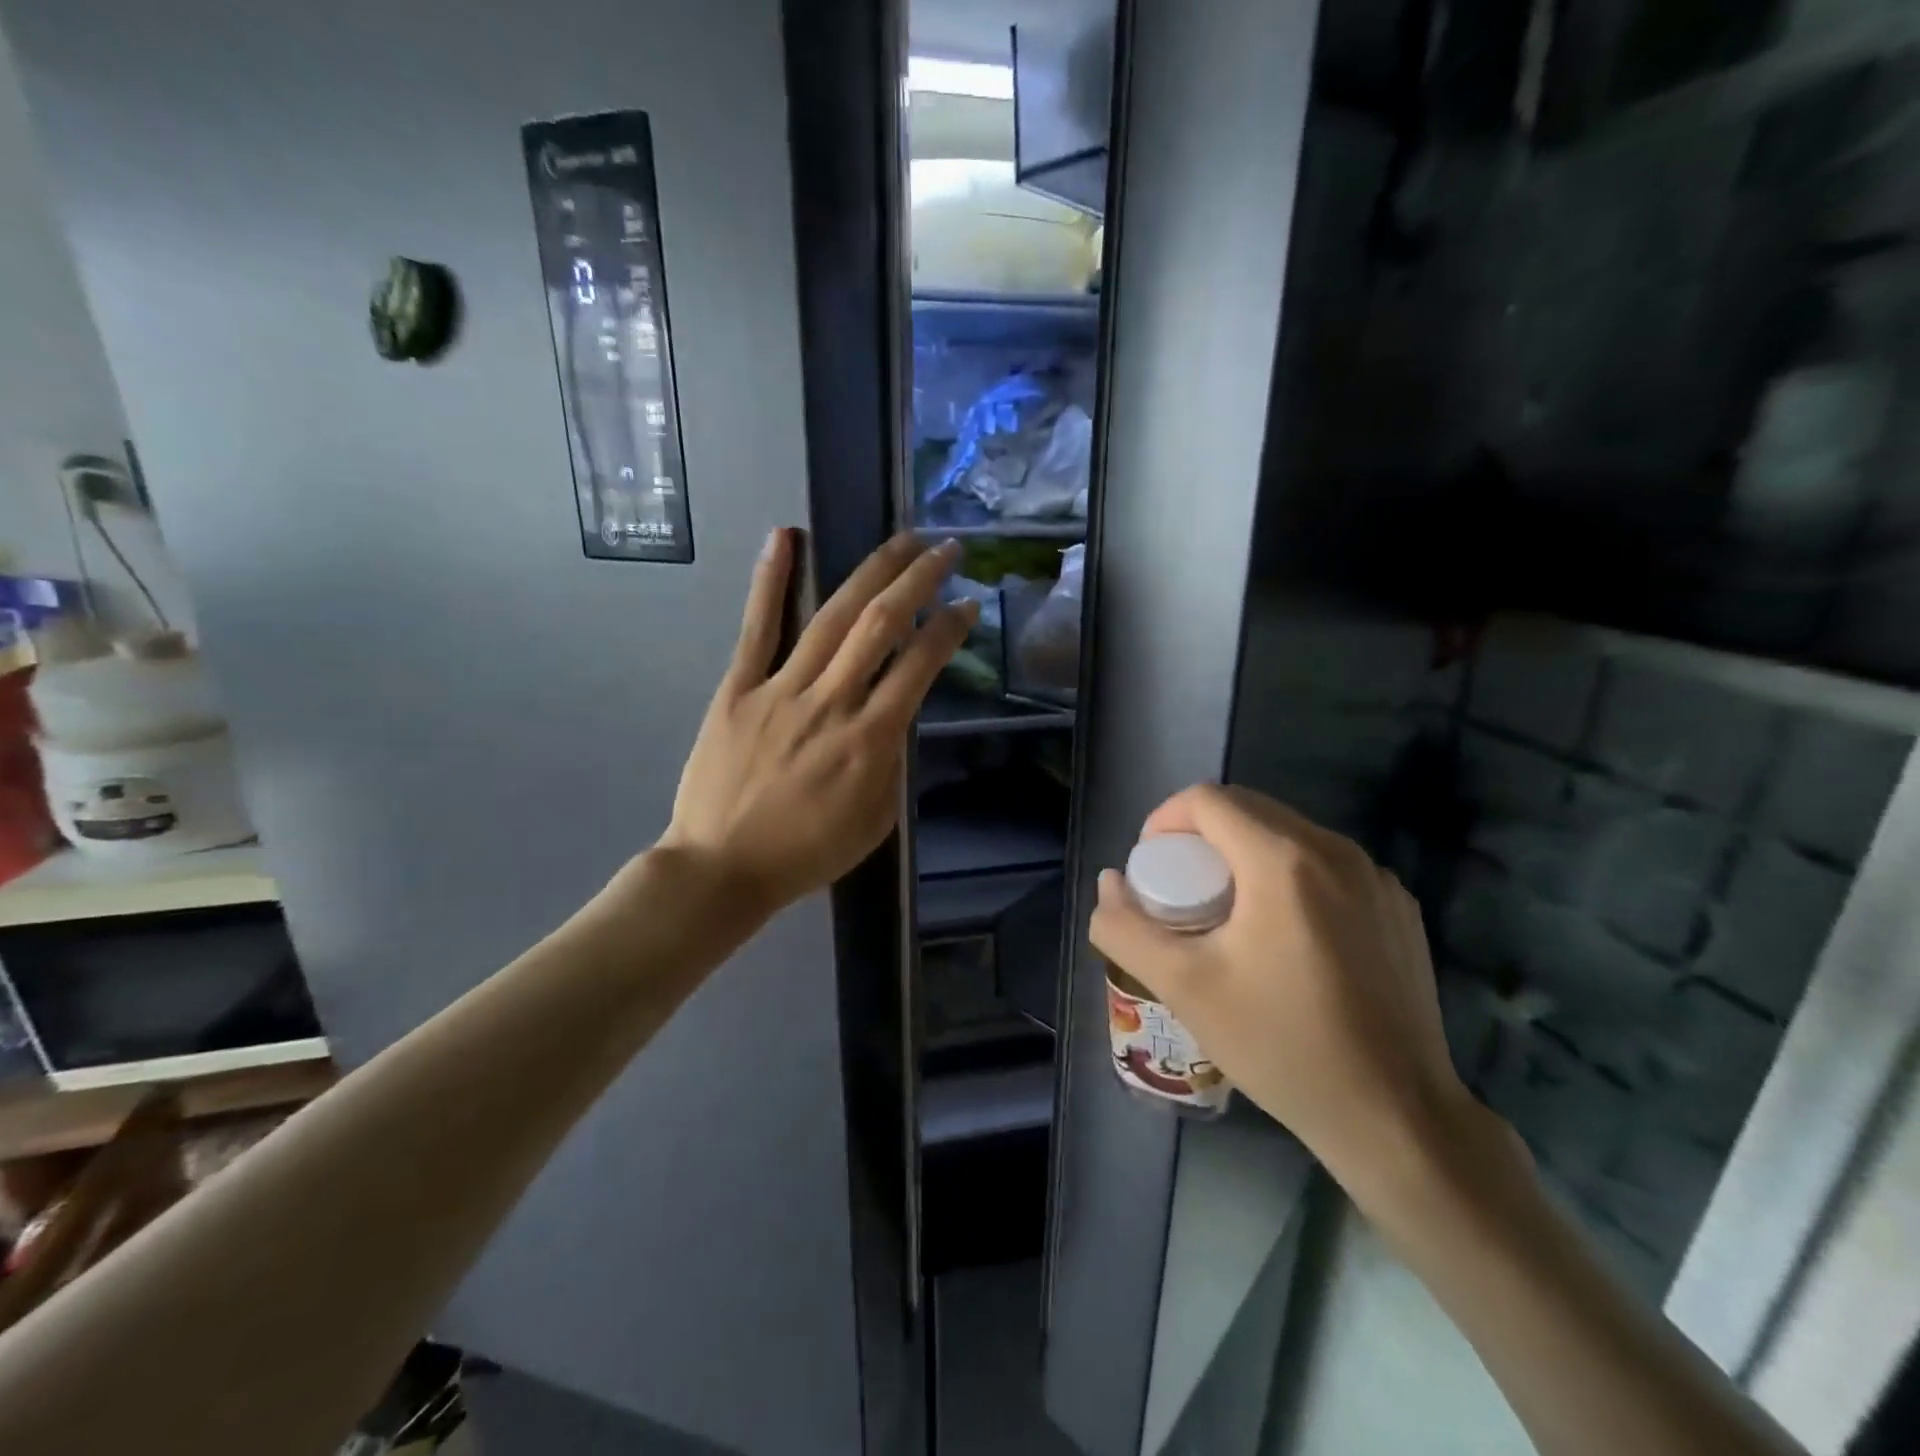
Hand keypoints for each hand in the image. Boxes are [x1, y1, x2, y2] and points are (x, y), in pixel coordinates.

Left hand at [658, 528, 975, 917]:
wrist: (722, 868)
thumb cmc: (806, 853)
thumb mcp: (875, 821)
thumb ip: (892, 763)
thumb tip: (897, 715)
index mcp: (870, 740)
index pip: (919, 666)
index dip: (949, 628)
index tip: (968, 603)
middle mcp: (831, 702)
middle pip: (881, 625)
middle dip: (919, 580)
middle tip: (945, 548)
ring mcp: (781, 690)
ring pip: (831, 617)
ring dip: (872, 571)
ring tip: (901, 539)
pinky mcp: (738, 689)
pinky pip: (757, 629)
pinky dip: (772, 580)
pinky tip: (785, 536)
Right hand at [1088, 784, 1477, 1198]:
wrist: (1396, 1116)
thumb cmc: (1282, 1046)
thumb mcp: (1183, 988)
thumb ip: (1127, 929)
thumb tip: (1109, 884)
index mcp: (1282, 860)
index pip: (1206, 800)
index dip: (1165, 821)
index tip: (1152, 867)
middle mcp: (1335, 850)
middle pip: (1248, 810)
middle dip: (1202, 837)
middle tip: (1183, 891)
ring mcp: (1376, 877)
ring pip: (1289, 834)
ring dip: (1246, 854)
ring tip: (1231, 914)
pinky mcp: (1399, 906)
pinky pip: (1328, 865)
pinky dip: (1291, 876)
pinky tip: (1287, 936)